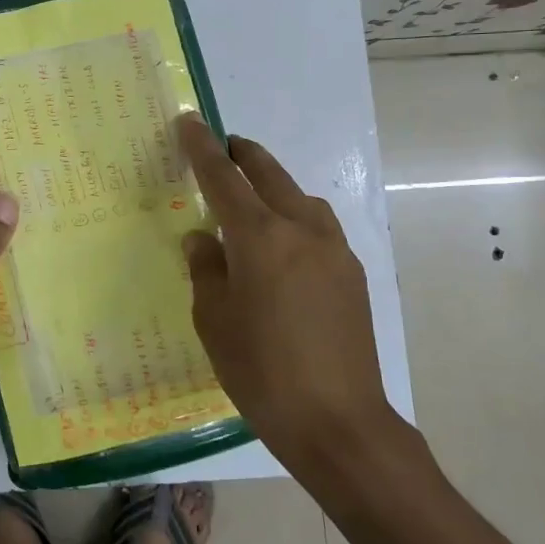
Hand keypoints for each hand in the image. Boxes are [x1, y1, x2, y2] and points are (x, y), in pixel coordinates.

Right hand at [177, 115, 398, 469]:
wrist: (339, 423)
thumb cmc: (261, 371)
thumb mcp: (214, 320)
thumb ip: (206, 269)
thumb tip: (203, 239)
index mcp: (260, 238)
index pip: (224, 178)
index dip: (203, 148)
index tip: (191, 120)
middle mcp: (301, 230)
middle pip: (270, 175)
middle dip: (244, 155)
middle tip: (224, 147)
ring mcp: (334, 250)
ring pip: (300, 198)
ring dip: (274, 186)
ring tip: (252, 202)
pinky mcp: (353, 274)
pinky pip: (318, 227)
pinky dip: (295, 218)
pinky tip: (284, 249)